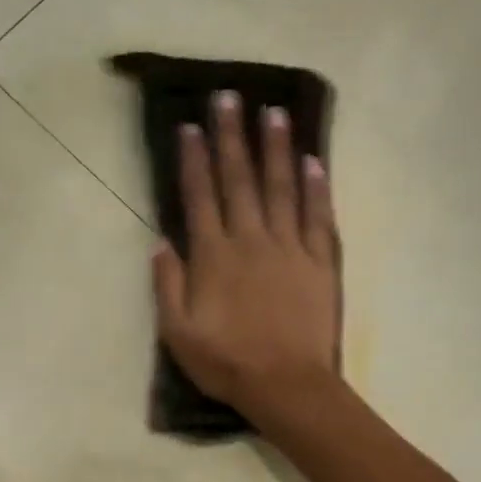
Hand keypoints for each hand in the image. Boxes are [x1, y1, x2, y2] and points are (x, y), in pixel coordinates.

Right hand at [152, 90, 341, 428]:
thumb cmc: (227, 363)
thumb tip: (160, 242)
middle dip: (232, 137)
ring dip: (275, 149)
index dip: (194, 160)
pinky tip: (314, 161)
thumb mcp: (178, 333)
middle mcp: (251, 241)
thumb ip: (167, 285)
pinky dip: (316, 188)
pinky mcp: (320, 263)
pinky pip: (318, 217)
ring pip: (281, 188)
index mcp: (213, 257)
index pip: (200, 197)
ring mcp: (289, 249)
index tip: (191, 125)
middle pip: (240, 180)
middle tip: (230, 96)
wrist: (287, 385)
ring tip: (273, 112)